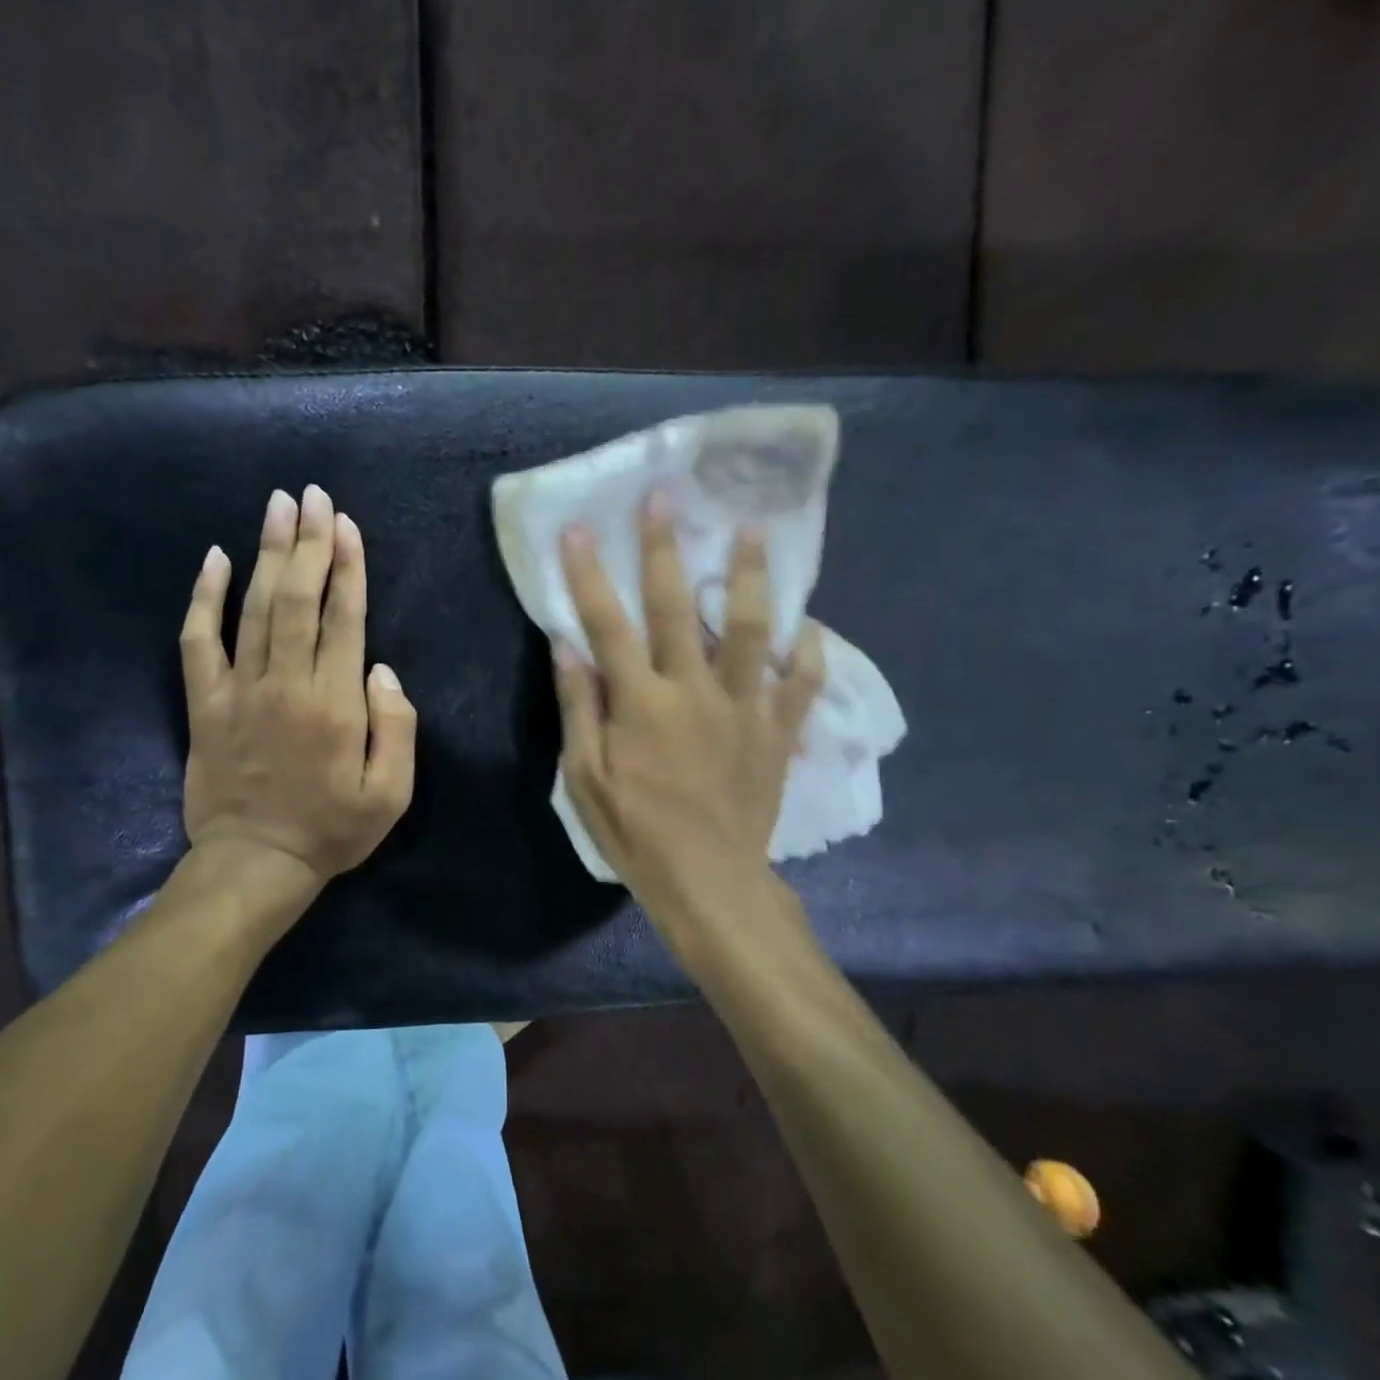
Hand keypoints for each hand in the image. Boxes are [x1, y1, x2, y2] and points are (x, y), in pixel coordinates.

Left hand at [179, 485, 416, 884]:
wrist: (255, 862)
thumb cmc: (332, 830)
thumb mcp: (391, 793)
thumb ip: (396, 727)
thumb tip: (381, 669)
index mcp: (335, 703)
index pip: (343, 618)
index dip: (346, 567)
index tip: (345, 523)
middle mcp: (287, 684)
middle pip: (297, 599)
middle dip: (307, 542)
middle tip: (311, 495)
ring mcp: (239, 690)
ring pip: (253, 607)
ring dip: (266, 553)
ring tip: (277, 506)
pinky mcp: (204, 703)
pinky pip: (199, 641)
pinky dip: (203, 598)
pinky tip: (213, 559)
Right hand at [553, 492, 824, 897]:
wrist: (710, 881)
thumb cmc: (636, 833)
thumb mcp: (585, 779)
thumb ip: (578, 709)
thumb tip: (568, 647)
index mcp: (641, 704)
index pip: (609, 626)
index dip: (591, 576)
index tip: (580, 531)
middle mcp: (694, 691)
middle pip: (679, 607)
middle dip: (666, 548)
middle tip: (664, 497)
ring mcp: (745, 708)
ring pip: (752, 629)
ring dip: (750, 577)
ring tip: (753, 530)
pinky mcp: (778, 731)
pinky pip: (803, 683)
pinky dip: (810, 652)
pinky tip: (810, 626)